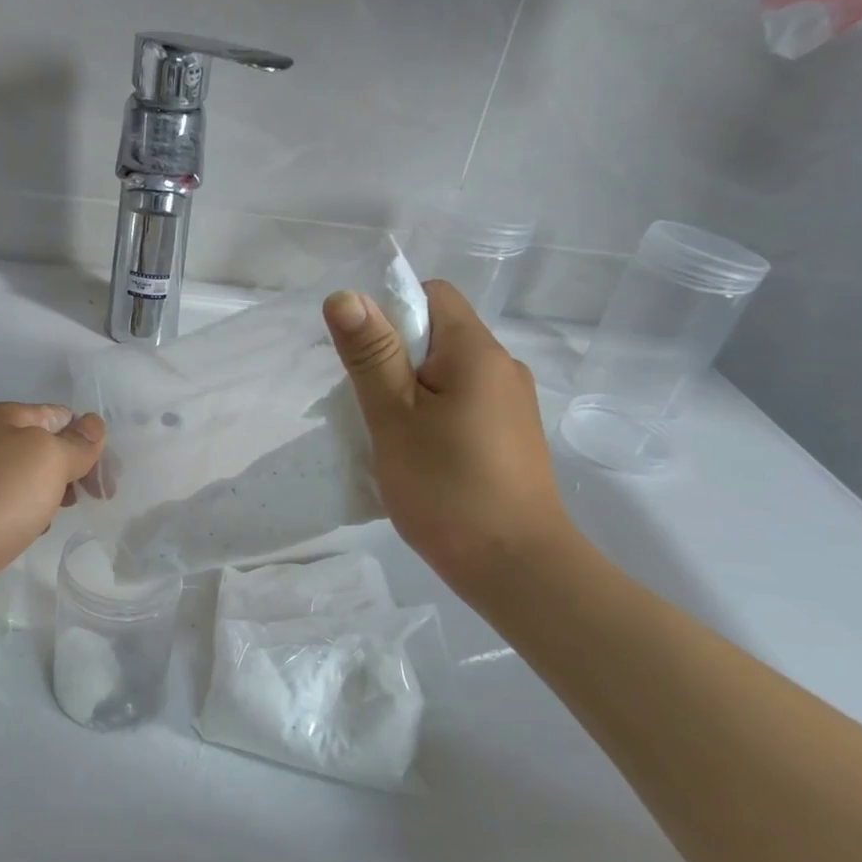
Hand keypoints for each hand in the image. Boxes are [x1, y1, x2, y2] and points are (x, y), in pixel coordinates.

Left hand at [0, 403, 105, 625]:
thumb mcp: (48, 460)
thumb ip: (76, 443)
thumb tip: (93, 424)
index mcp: (4, 417)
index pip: (61, 416)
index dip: (89, 441)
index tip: (107, 479)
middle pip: (43, 446)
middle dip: (73, 468)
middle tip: (96, 498)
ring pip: (25, 477)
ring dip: (50, 492)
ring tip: (64, 514)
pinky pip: (6, 504)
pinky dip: (25, 513)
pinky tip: (33, 530)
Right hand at [324, 281, 576, 605]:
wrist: (516, 567)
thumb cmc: (446, 488)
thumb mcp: (394, 418)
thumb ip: (371, 355)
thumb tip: (345, 295)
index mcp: (477, 351)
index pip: (432, 294)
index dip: (390, 311)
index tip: (362, 357)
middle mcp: (502, 367)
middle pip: (439, 335)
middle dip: (393, 359)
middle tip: (364, 404)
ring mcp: (511, 406)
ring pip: (448, 375)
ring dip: (410, 393)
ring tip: (386, 436)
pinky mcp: (511, 438)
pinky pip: (463, 406)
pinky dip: (433, 417)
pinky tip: (417, 457)